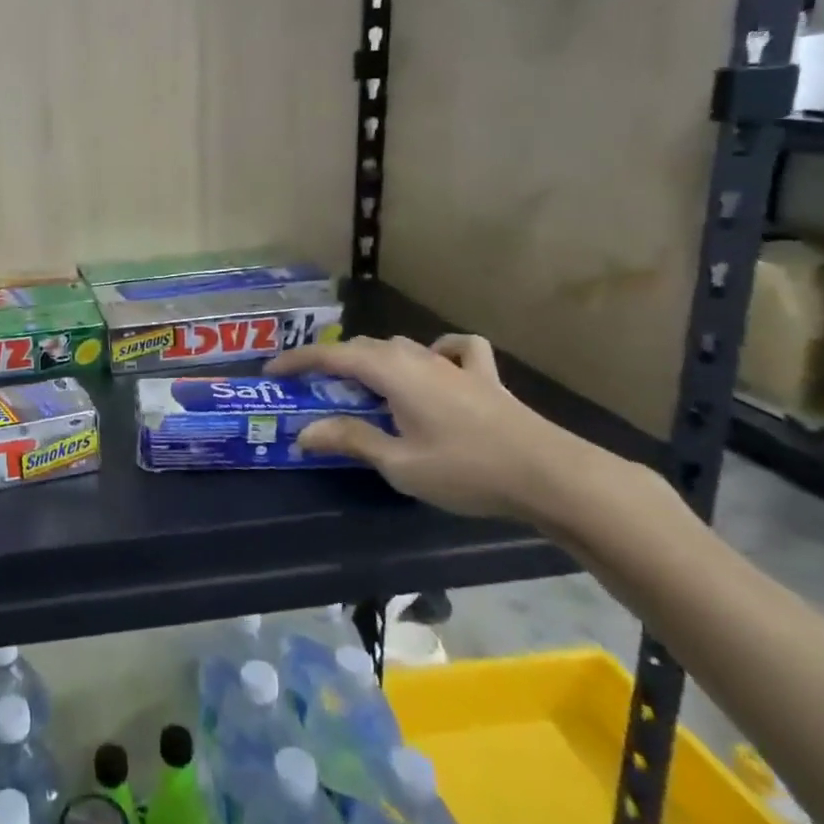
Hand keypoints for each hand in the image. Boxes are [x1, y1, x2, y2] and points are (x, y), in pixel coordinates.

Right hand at [267, 334, 588, 521]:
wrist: (551, 475)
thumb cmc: (466, 469)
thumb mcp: (398, 463)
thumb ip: (350, 440)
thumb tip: (304, 433)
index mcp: (391, 372)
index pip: (331, 356)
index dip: (297, 361)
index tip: (272, 371)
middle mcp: (417, 357)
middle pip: (364, 349)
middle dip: (332, 362)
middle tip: (312, 387)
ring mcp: (453, 364)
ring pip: (401, 348)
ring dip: (374, 361)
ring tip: (363, 384)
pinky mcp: (484, 377)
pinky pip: (454, 350)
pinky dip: (438, 352)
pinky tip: (437, 364)